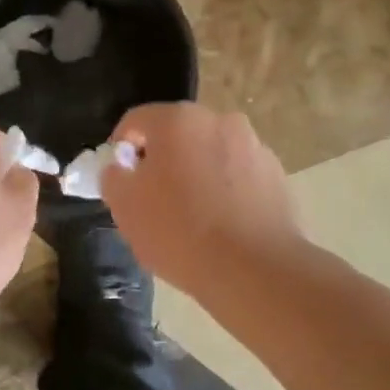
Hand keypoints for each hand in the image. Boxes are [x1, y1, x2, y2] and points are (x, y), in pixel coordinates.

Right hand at [101, 104, 298, 296]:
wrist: (253, 269)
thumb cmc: (179, 231)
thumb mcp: (124, 206)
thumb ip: (114, 177)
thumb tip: (121, 168)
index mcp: (177, 120)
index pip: (135, 121)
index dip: (121, 149)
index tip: (120, 181)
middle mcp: (219, 120)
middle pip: (176, 135)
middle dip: (161, 161)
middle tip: (153, 200)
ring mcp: (253, 146)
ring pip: (209, 154)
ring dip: (195, 174)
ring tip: (191, 216)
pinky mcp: (276, 174)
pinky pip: (237, 175)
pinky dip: (224, 190)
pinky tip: (220, 224)